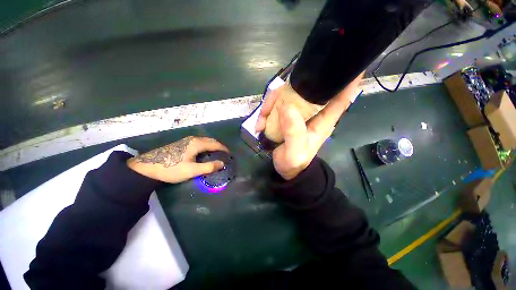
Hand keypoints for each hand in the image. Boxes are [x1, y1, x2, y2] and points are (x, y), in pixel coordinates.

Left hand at [127, 136, 228, 182]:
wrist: (147, 167)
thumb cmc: (171, 169)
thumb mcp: (192, 170)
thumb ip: (208, 167)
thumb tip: (222, 163)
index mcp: (197, 143)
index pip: (215, 144)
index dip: (224, 148)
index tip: (229, 154)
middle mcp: (193, 139)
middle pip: (210, 140)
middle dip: (219, 146)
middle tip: (224, 154)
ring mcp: (186, 140)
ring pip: (204, 141)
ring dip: (212, 146)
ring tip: (216, 154)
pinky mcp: (181, 144)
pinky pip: (199, 143)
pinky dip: (205, 146)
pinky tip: (204, 153)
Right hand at [256, 73, 362, 179]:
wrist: (287, 170)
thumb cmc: (295, 163)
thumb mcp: (295, 152)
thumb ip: (293, 132)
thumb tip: (287, 107)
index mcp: (323, 120)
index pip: (341, 97)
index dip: (347, 79)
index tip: (344, 62)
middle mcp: (312, 112)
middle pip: (307, 89)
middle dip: (289, 89)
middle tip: (270, 102)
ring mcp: (298, 113)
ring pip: (287, 95)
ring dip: (272, 103)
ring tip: (261, 119)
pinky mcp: (286, 116)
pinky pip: (276, 105)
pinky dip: (266, 111)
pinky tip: (259, 123)